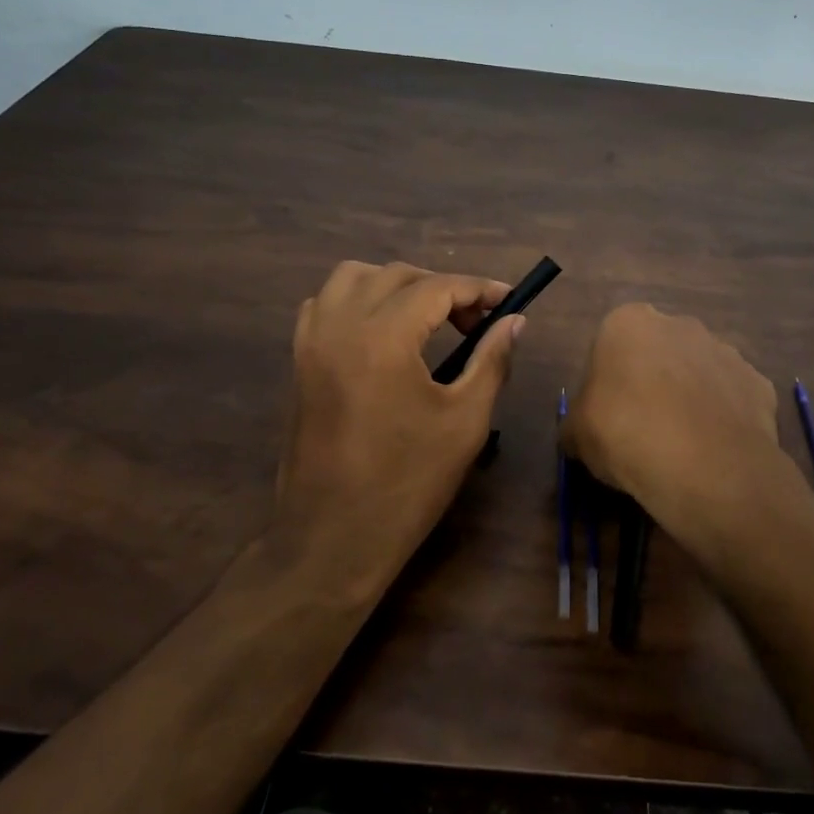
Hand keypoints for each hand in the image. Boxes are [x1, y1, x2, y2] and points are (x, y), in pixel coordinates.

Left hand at [278, 261, 522, 574]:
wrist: (332, 538)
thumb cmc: (407, 483)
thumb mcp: (464, 421)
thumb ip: (491, 360)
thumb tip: (514, 322)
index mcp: (383, 337)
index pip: (437, 287)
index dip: (479, 289)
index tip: (509, 300)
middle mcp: (340, 324)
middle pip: (397, 275)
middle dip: (443, 288)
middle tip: (476, 322)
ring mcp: (311, 341)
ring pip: (353, 278)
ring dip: (396, 285)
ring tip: (428, 319)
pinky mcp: (298, 361)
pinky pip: (324, 305)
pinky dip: (357, 301)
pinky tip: (382, 333)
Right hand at [562, 304, 785, 570]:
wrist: (705, 467)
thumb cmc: (625, 434)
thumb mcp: (576, 434)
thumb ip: (576, 423)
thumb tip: (580, 433)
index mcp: (628, 323)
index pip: (609, 346)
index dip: (606, 384)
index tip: (606, 417)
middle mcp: (680, 324)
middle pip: (658, 353)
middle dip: (652, 382)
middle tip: (642, 430)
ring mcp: (725, 351)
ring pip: (698, 373)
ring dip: (690, 398)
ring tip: (681, 447)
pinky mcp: (759, 383)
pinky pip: (732, 399)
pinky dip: (723, 419)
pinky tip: (713, 451)